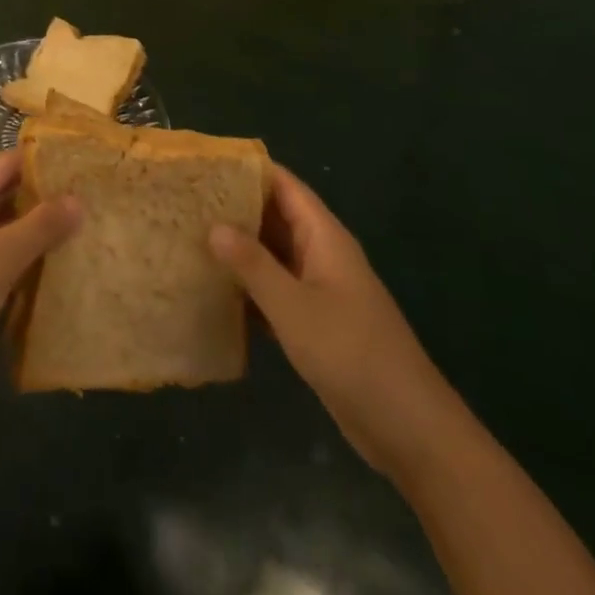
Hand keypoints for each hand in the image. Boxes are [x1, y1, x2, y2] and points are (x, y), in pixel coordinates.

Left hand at [0, 149, 80, 413]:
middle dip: (42, 201)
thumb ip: (41, 225)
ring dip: (34, 233)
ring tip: (84, 230)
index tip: (84, 169)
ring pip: (0, 229)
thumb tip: (79, 200)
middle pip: (1, 195)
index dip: (43, 166)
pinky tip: (57, 266)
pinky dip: (21, 259)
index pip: (3, 165)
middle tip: (91, 202)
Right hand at [209, 164, 461, 480]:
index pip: (284, 186)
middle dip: (235, 208)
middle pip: (275, 217)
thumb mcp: (294, 307)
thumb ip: (253, 264)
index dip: (248, 171)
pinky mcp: (315, 323)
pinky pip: (275, 290)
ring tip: (189, 238)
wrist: (408, 428)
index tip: (205, 165)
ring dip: (238, 249)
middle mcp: (321, 254)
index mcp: (324, 237)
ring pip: (272, 255)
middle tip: (186, 202)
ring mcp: (319, 290)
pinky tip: (212, 290)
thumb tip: (213, 225)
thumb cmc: (351, 354)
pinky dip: (248, 286)